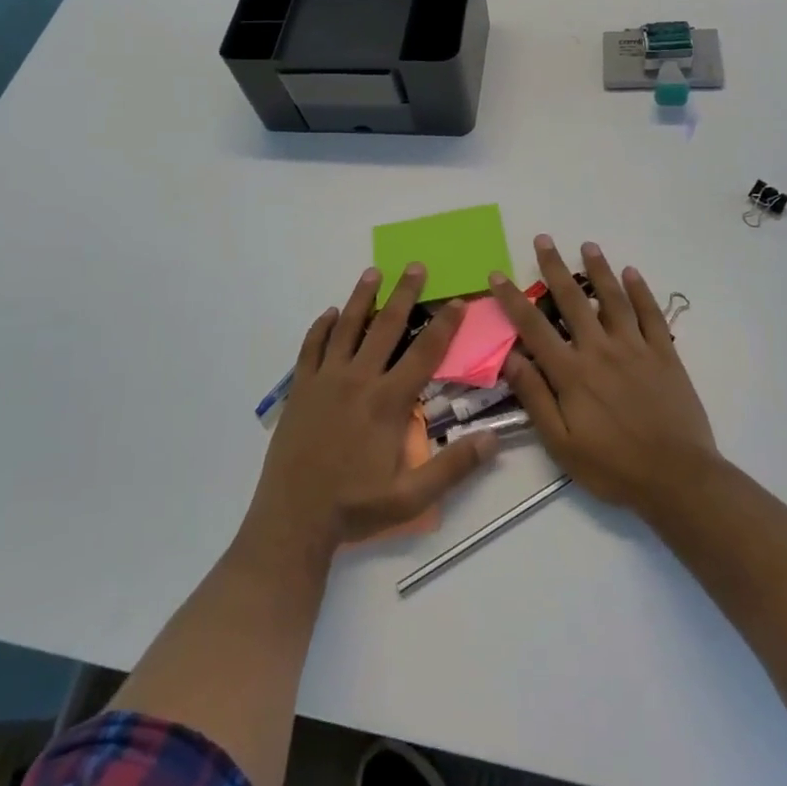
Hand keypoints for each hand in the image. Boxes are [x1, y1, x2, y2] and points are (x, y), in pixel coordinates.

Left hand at [250, 264, 498, 549]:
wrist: (293, 519)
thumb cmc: (355, 507)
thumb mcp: (412, 496)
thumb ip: (453, 466)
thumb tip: (492, 440)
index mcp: (388, 402)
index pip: (424, 353)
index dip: (444, 325)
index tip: (457, 301)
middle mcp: (358, 379)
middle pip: (386, 326)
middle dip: (404, 294)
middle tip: (415, 266)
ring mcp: (326, 380)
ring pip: (347, 327)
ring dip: (362, 297)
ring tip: (373, 271)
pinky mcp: (301, 388)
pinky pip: (312, 347)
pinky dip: (322, 326)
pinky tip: (330, 313)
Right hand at [492, 236, 717, 517]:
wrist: (678, 479)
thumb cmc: (613, 467)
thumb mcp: (561, 444)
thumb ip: (535, 397)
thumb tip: (509, 357)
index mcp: (571, 373)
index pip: (533, 326)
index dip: (512, 298)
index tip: (497, 274)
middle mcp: (600, 350)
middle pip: (573, 300)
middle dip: (554, 267)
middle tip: (544, 239)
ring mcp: (635, 348)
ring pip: (613, 298)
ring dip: (599, 269)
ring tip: (588, 245)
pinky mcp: (665, 353)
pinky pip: (651, 314)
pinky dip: (641, 291)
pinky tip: (632, 273)